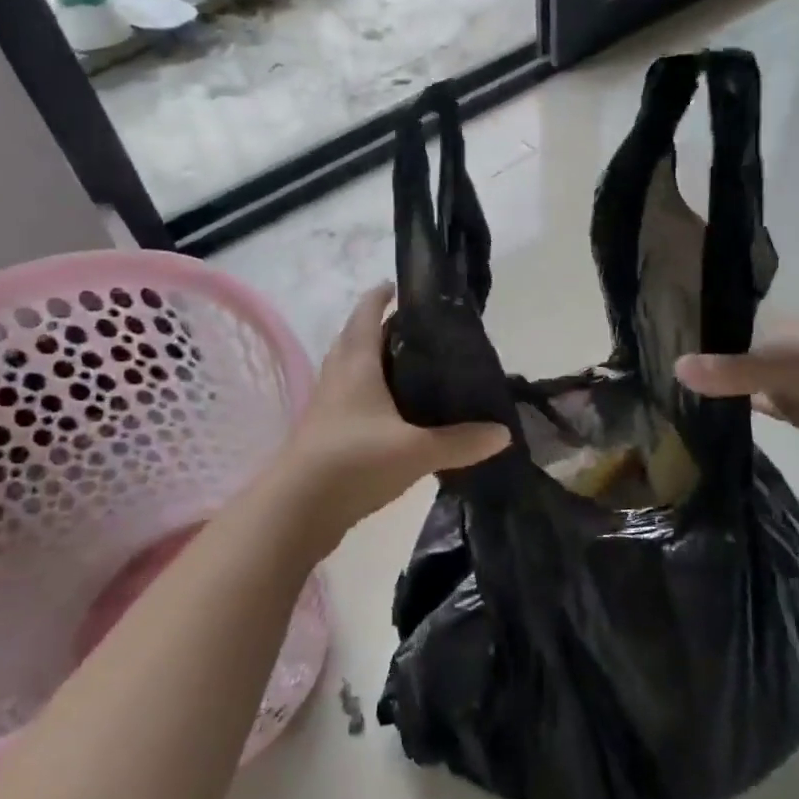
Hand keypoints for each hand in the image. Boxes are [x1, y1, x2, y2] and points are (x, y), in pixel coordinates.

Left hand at [269, 285, 508, 534]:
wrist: (296, 510)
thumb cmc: (354, 462)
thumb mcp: (416, 451)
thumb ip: (461, 442)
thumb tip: (503, 433)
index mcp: (356, 363)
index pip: (366, 312)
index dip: (382, 295)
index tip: (404, 287)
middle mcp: (337, 376)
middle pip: (356, 338)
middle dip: (383, 329)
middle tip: (422, 334)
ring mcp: (326, 405)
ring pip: (350, 369)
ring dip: (374, 362)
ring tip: (412, 370)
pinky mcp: (323, 432)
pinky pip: (348, 399)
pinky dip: (369, 395)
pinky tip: (394, 415)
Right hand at [674, 317, 798, 443]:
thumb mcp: (773, 369)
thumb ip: (727, 372)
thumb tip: (674, 367)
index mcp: (775, 327)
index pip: (727, 328)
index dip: (701, 340)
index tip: (668, 351)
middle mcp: (783, 346)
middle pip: (738, 355)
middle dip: (714, 364)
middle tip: (675, 379)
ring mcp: (796, 376)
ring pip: (752, 379)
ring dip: (731, 387)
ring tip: (691, 397)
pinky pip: (768, 402)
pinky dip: (751, 406)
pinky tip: (727, 414)